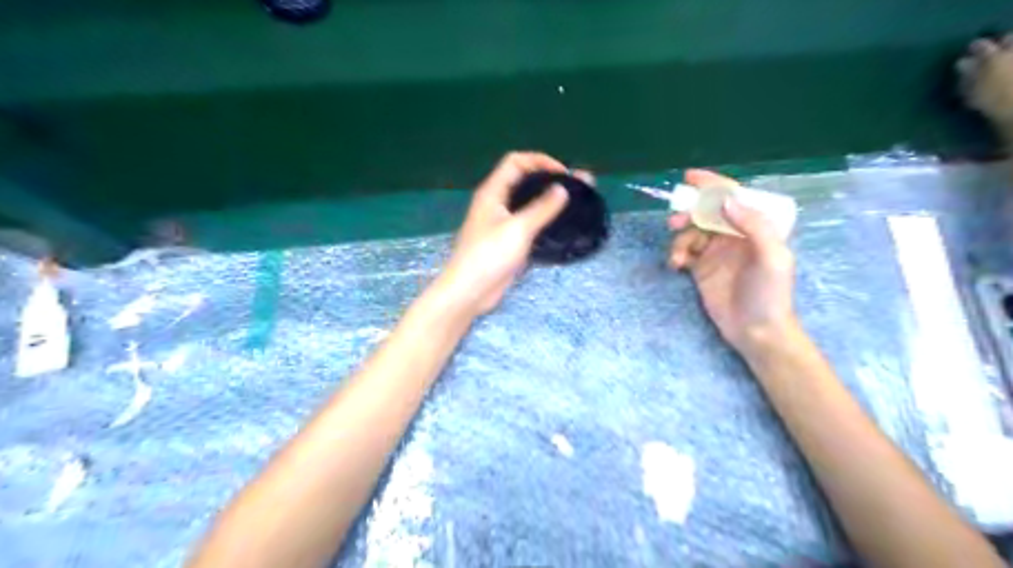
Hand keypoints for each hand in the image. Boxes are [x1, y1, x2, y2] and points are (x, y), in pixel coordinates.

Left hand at [439, 152, 573, 317]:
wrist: (470, 291)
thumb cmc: (489, 255)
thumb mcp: (518, 229)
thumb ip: (542, 208)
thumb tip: (562, 189)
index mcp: (493, 192)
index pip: (516, 162)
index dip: (540, 161)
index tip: (564, 174)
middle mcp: (496, 203)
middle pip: (523, 181)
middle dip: (549, 180)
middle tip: (576, 188)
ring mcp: (501, 224)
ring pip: (527, 204)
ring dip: (549, 202)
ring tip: (575, 205)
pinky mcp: (507, 242)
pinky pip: (528, 224)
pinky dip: (544, 221)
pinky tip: (561, 227)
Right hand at [670, 168, 803, 355]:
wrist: (757, 331)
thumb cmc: (770, 293)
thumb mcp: (771, 257)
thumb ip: (753, 225)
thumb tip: (726, 200)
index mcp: (755, 227)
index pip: (733, 198)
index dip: (712, 185)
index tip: (690, 178)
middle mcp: (734, 235)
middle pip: (707, 213)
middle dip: (689, 213)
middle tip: (675, 221)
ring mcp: (716, 252)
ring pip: (692, 232)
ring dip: (680, 238)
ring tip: (678, 255)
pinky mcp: (701, 269)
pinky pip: (684, 252)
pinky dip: (677, 254)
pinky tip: (677, 265)